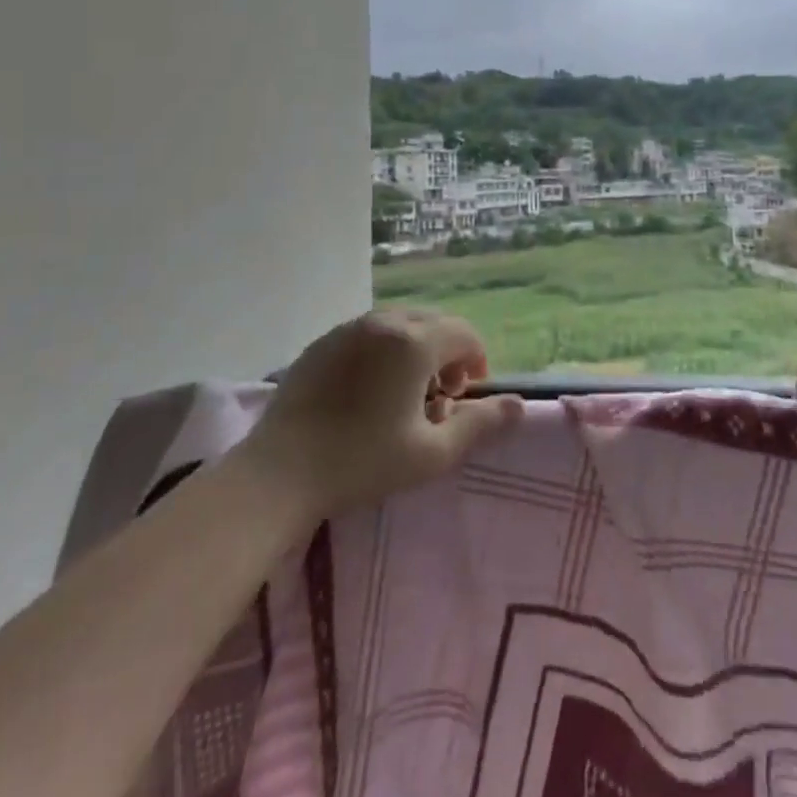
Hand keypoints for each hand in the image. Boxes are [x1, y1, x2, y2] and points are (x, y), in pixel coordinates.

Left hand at [238, 309, 524, 523]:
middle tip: (441, 397)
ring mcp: (348, 329)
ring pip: (400, 324)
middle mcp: (384, 322)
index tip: (467, 396)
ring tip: (407, 393)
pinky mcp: (322, 342)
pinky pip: (369, 333)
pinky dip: (385, 350)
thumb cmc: (361, 462)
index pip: (464, 334)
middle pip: (433, 323)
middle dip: (448, 353)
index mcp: (414, 342)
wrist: (277, 474)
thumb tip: (519, 406)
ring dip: (417, 349)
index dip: (476, 360)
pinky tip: (370, 390)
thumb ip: (481, 426)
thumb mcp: (431, 454)